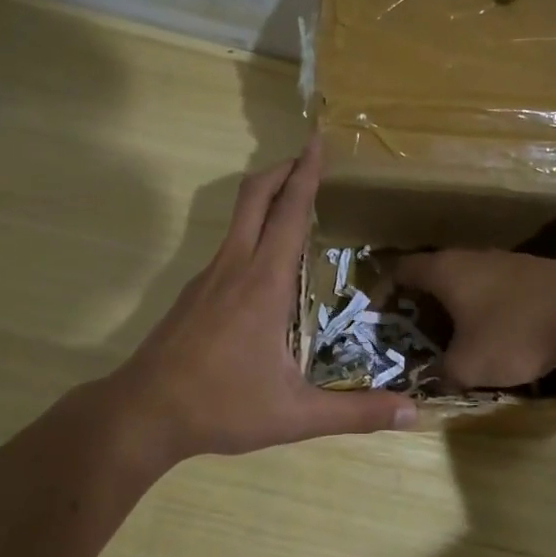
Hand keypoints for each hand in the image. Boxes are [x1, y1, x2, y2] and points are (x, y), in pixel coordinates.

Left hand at [116, 142, 414, 461]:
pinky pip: (228, 247)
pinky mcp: (193, 294)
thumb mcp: (295, 415)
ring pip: (238, 219)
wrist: (143, 413)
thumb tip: (412, 414)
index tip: (318, 141)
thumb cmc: (222, 407)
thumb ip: (355, 413)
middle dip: (283, 169)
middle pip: (255, 196)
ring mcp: (206, 278)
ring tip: (296, 207)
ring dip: (266, 199)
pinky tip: (266, 268)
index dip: (307, 174)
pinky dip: (252, 233)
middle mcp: (233, 268)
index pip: (289, 212)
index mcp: (263, 284)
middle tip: (310, 159)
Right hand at [392, 250, 555, 388]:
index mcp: (447, 271)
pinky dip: (496, 305)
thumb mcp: (467, 366)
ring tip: (463, 329)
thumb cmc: (513, 335)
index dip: (388, 287)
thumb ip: (444, 372)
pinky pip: (506, 287)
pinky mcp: (543, 272)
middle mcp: (476, 257)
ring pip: (476, 277)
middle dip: (428, 296)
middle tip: (421, 324)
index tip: (382, 309)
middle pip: (441, 271)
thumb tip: (439, 376)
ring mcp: (512, 261)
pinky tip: (506, 328)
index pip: (404, 269)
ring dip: (465, 300)